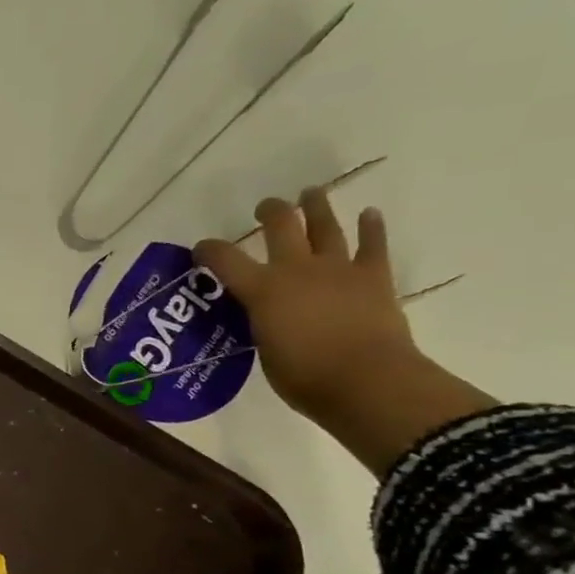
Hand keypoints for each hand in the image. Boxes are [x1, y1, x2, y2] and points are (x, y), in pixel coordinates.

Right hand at [193, 187, 414, 422]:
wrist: (366, 380)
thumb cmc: (302, 376)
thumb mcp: (263, 349)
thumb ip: (261, 324)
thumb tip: (265, 316)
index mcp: (263, 290)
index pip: (225, 260)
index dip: (209, 250)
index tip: (200, 248)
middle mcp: (297, 269)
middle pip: (281, 226)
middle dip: (271, 212)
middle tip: (266, 207)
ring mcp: (338, 269)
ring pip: (326, 227)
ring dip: (317, 207)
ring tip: (311, 193)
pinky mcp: (374, 277)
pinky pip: (373, 245)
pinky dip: (371, 228)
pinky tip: (369, 214)